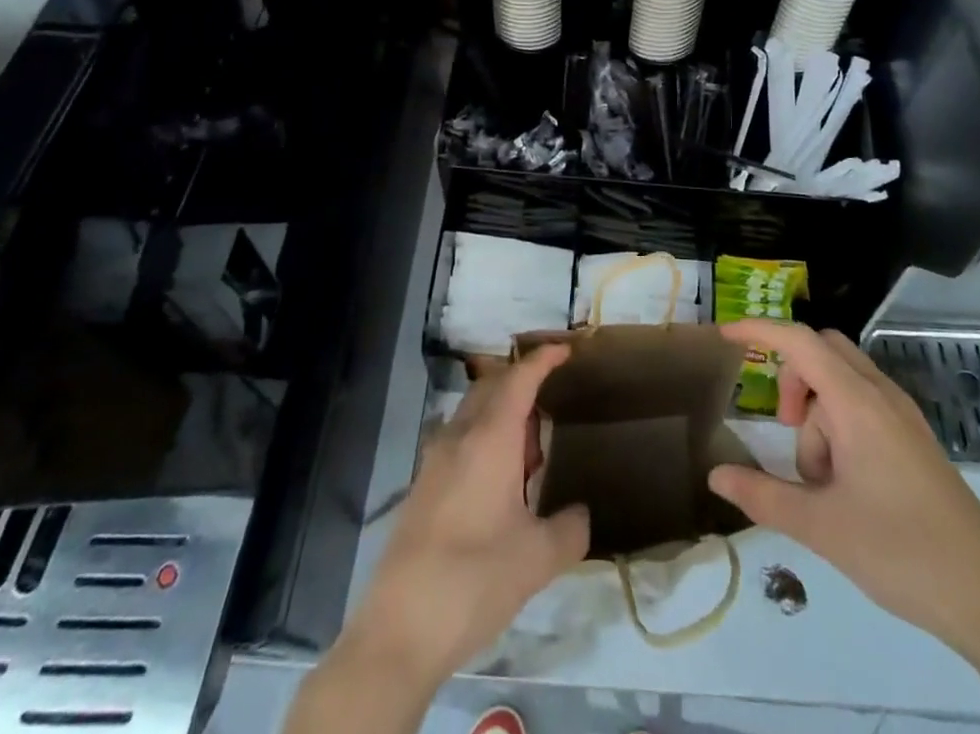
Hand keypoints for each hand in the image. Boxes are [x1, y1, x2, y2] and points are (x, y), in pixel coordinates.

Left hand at [343, 345, 590, 686]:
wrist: (399, 630)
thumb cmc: (475, 580)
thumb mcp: (538, 559)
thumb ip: (570, 529)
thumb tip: (580, 515)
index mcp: (489, 439)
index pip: (519, 379)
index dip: (543, 360)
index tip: (566, 350)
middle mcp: (459, 437)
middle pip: (492, 388)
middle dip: (522, 384)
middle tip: (552, 406)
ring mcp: (434, 461)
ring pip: (473, 414)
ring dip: (502, 416)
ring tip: (529, 454)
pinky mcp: (422, 488)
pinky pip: (459, 441)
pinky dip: (484, 441)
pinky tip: (499, 485)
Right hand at [705, 321, 979, 657]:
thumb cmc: (901, 552)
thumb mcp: (820, 527)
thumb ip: (762, 495)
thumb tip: (715, 475)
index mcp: (857, 403)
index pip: (799, 341)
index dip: (759, 330)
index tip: (724, 336)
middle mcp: (881, 396)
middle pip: (822, 352)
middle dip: (793, 379)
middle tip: (783, 428)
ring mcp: (903, 417)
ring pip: (842, 383)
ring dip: (818, 416)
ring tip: (823, 483)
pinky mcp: (915, 441)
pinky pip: (864, 407)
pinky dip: (840, 428)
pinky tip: (844, 484)